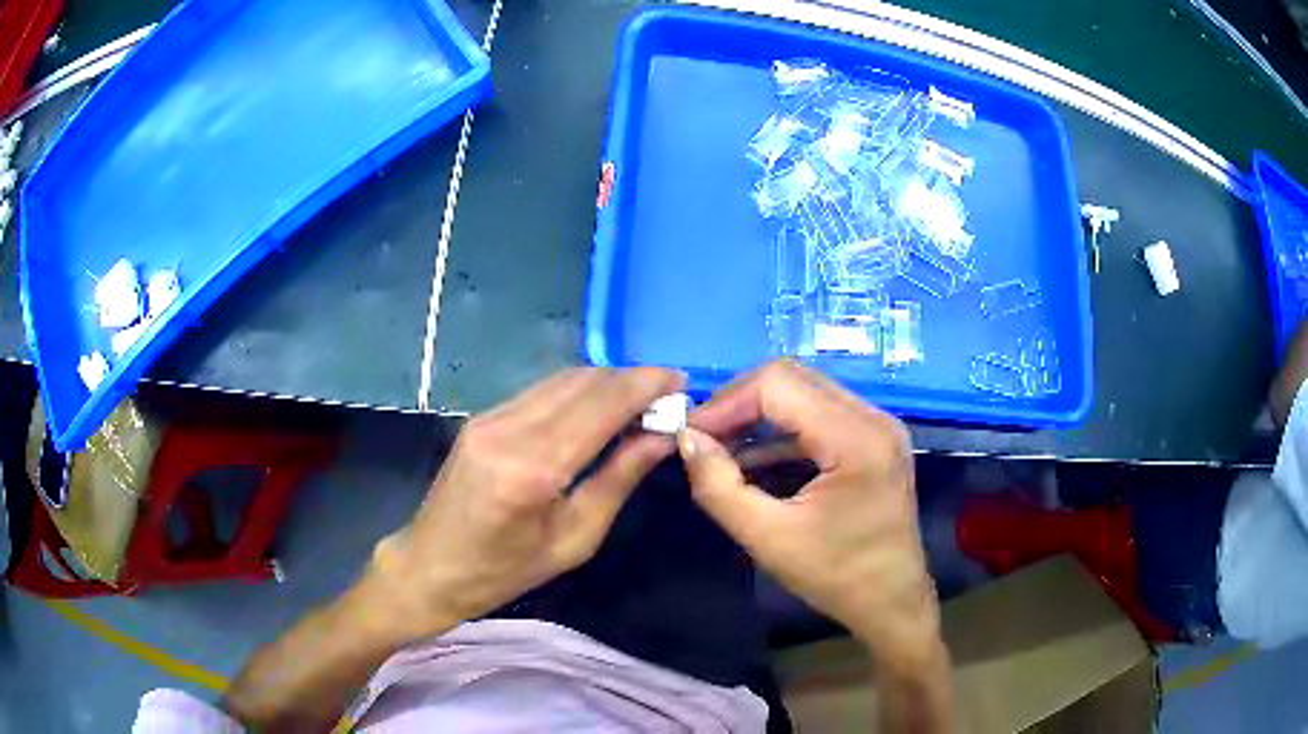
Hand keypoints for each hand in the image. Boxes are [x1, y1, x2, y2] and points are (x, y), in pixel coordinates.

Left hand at [368, 367, 685, 640]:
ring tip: (641, 401)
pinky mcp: (481, 416)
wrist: (429, 567)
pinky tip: (598, 409)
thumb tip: (662, 436)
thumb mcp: (574, 539)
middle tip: (668, 396)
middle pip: (584, 381)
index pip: (602, 404)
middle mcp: (509, 429)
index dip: (647, 386)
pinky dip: (578, 392)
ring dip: (606, 382)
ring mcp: (490, 417)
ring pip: (562, 379)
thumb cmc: (504, 571)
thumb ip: (619, 479)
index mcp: (534, 468)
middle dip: (632, 380)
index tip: (682, 384)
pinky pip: (541, 392)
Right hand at [679, 361, 940, 669]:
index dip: (727, 402)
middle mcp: (873, 418)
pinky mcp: (875, 440)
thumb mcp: (768, 538)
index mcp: (856, 438)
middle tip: (703, 438)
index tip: (691, 434)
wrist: (892, 602)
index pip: (778, 384)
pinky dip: (783, 431)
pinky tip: (754, 461)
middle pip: (793, 379)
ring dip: (760, 415)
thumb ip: (719, 487)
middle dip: (740, 403)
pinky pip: (821, 415)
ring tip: (722, 449)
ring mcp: (878, 426)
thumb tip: (687, 440)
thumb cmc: (836, 576)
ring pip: (806, 393)